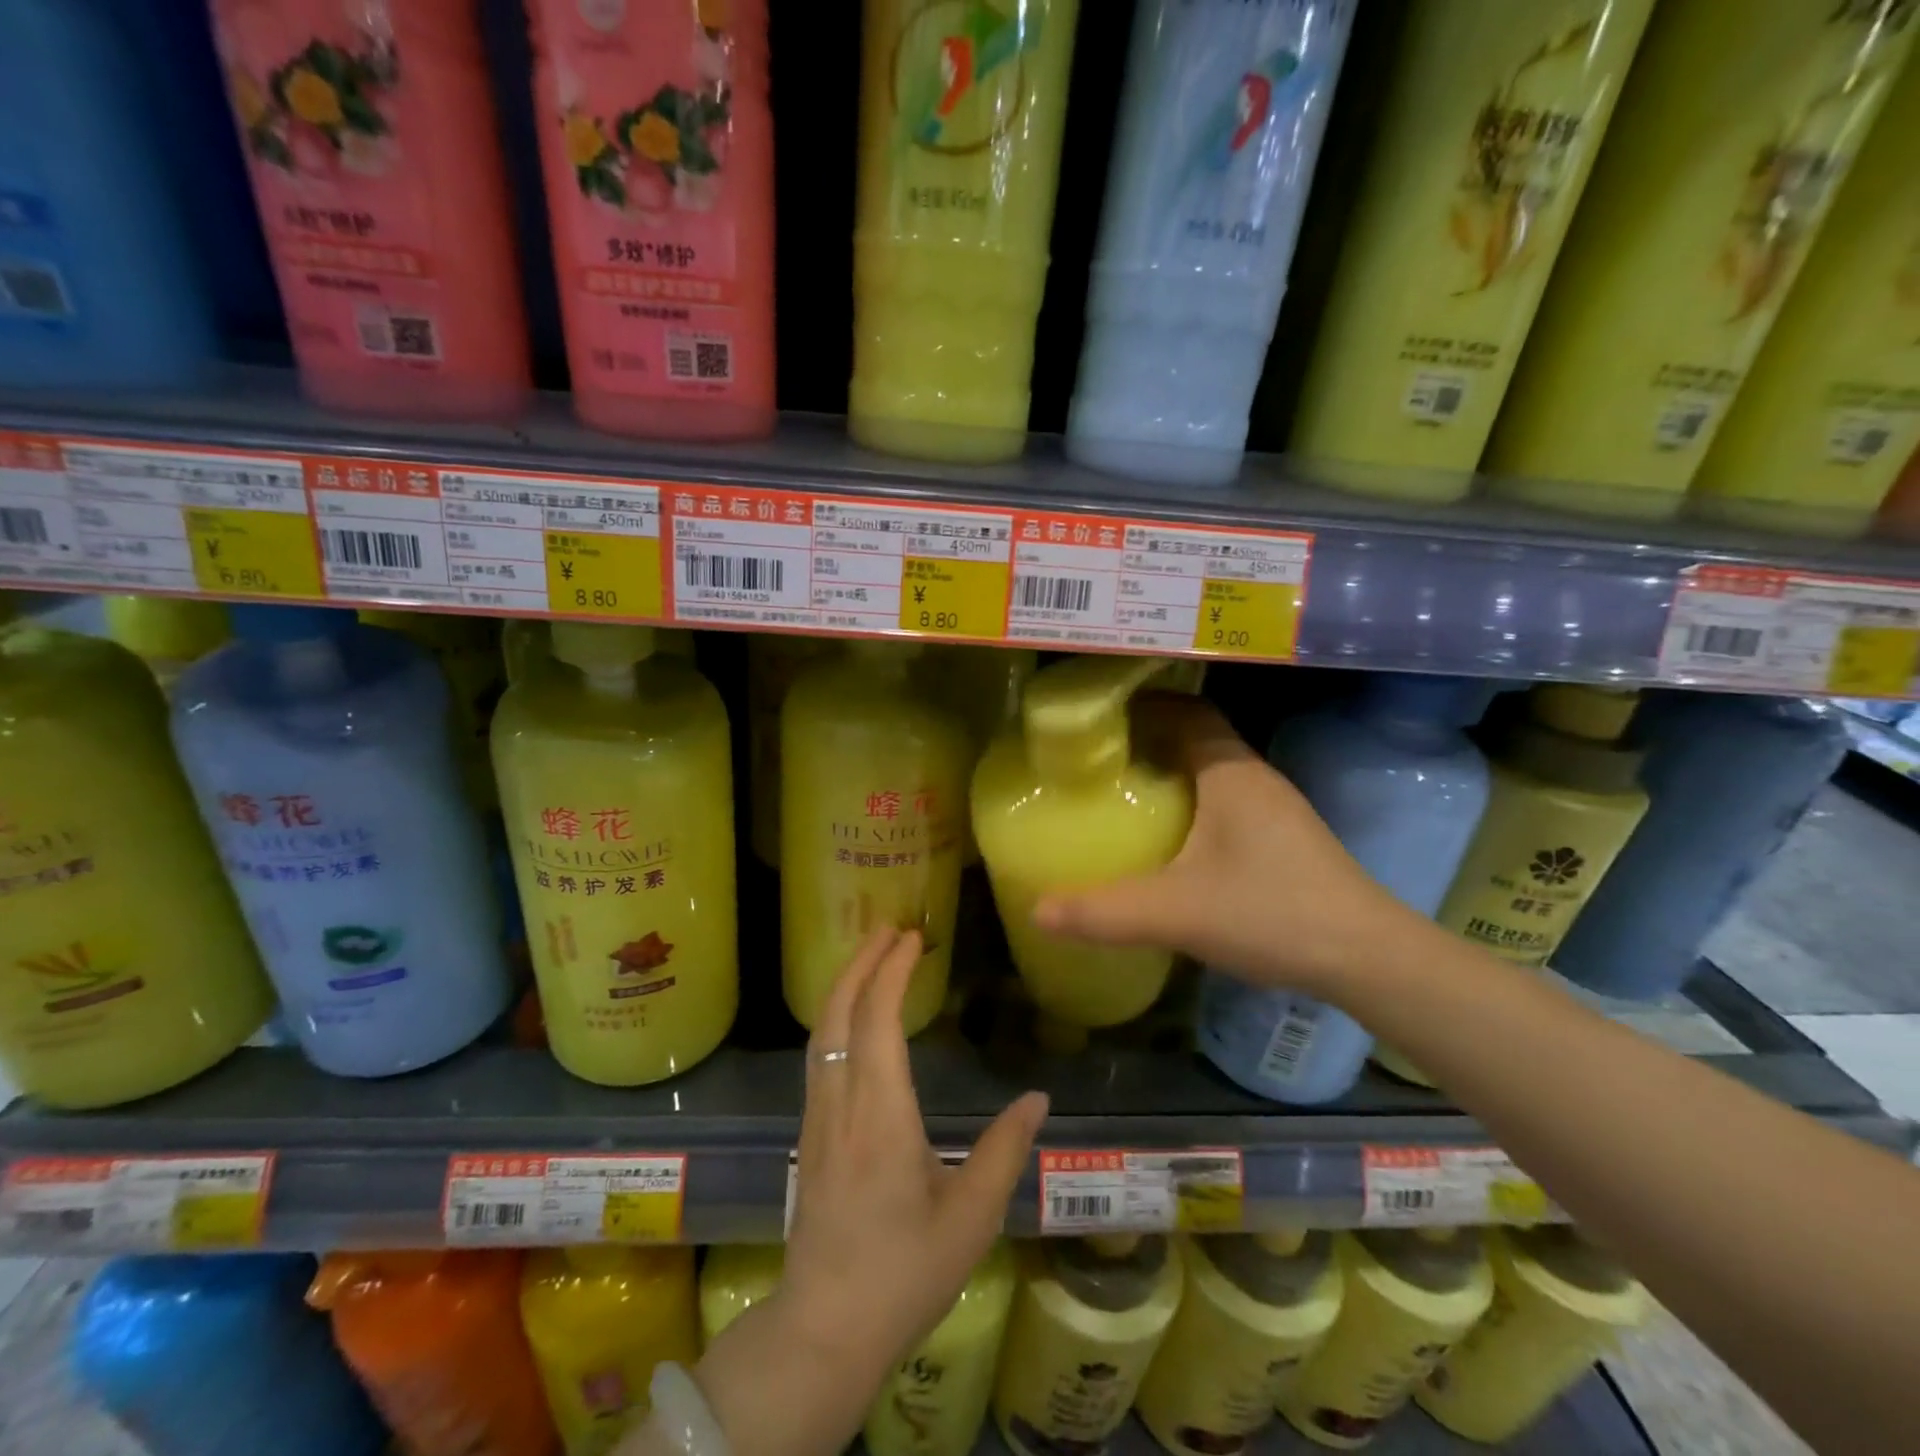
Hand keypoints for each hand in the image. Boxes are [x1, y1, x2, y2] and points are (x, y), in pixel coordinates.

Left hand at [689, 928, 1047, 1455]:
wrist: (825, 1329)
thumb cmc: (904, 1273)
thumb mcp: (971, 1218)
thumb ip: (1006, 1151)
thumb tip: (1039, 1097)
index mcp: (880, 1116)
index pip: (877, 1021)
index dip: (892, 971)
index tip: (913, 939)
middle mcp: (840, 1104)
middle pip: (838, 1013)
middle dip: (860, 962)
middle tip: (890, 928)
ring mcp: (816, 1118)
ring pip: (821, 1032)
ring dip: (844, 985)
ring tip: (872, 956)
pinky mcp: (808, 1134)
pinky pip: (818, 1055)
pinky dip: (836, 1016)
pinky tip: (854, 1017)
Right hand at [1032, 696, 1405, 1005]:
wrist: (1368, 959)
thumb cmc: (1271, 913)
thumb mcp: (1177, 913)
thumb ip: (1104, 912)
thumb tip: (1036, 910)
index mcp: (1230, 773)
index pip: (1184, 712)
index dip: (1140, 706)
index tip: (1093, 719)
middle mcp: (1253, 778)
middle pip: (1193, 738)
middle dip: (1145, 741)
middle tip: (1092, 759)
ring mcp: (1273, 809)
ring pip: (1210, 772)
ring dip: (1169, 774)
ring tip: (1119, 794)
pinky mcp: (1281, 840)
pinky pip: (1223, 802)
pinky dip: (1189, 804)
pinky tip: (1167, 840)